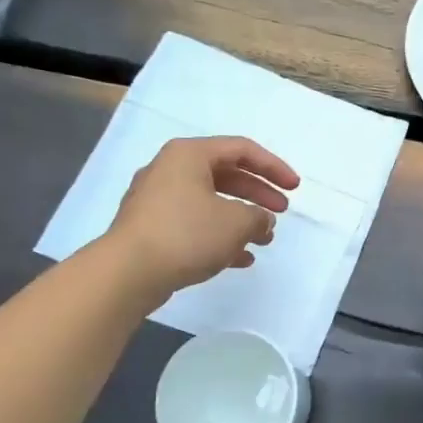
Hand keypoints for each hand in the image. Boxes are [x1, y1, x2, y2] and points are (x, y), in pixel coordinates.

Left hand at [110, 136, 299, 294]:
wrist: (127, 272)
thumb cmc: (187, 234)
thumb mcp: (236, 222)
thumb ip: (258, 217)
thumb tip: (261, 221)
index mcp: (190, 155)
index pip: (242, 150)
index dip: (274, 167)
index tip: (295, 189)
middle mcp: (170, 170)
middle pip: (226, 175)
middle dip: (258, 194)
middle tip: (281, 212)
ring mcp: (157, 200)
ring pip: (211, 202)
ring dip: (241, 219)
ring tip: (265, 239)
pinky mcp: (151, 228)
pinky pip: (194, 224)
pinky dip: (220, 236)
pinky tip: (241, 259)